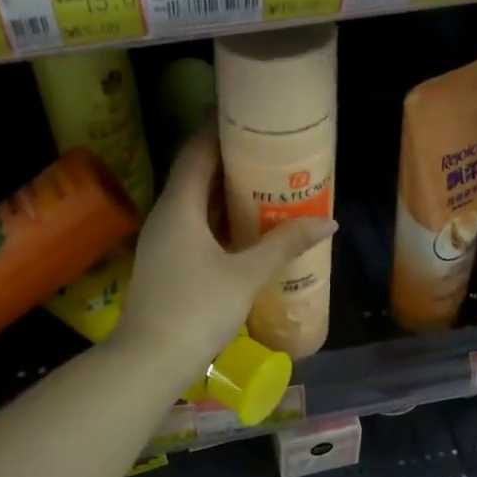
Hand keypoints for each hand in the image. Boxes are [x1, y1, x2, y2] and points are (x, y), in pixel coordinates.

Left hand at [114, 126, 337, 377]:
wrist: (149, 361)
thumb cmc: (196, 310)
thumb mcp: (246, 275)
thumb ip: (284, 245)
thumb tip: (327, 222)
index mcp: (179, 206)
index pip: (197, 151)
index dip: (220, 129)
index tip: (249, 116)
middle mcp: (166, 215)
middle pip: (197, 174)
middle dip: (231, 160)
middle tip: (270, 150)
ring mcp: (163, 240)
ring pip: (196, 203)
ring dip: (226, 192)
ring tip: (265, 183)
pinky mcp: (166, 262)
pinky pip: (194, 226)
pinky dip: (219, 219)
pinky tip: (246, 228)